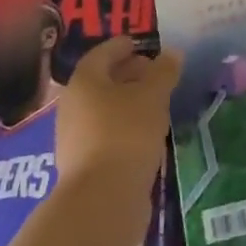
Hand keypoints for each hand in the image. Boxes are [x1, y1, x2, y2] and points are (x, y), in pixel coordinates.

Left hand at [56, 38, 182, 208]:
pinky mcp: (83, 166)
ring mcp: (74, 138)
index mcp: (84, 81)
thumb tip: (172, 53)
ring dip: (126, 104)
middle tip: (153, 75)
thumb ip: (163, 72)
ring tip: (154, 106)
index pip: (103, 53)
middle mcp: (72, 105)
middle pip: (101, 81)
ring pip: (103, 110)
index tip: (140, 45)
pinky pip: (105, 135)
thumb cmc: (126, 133)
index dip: (123, 47)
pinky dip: (123, 128)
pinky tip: (144, 136)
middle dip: (127, 75)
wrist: (102, 200)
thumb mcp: (153, 96)